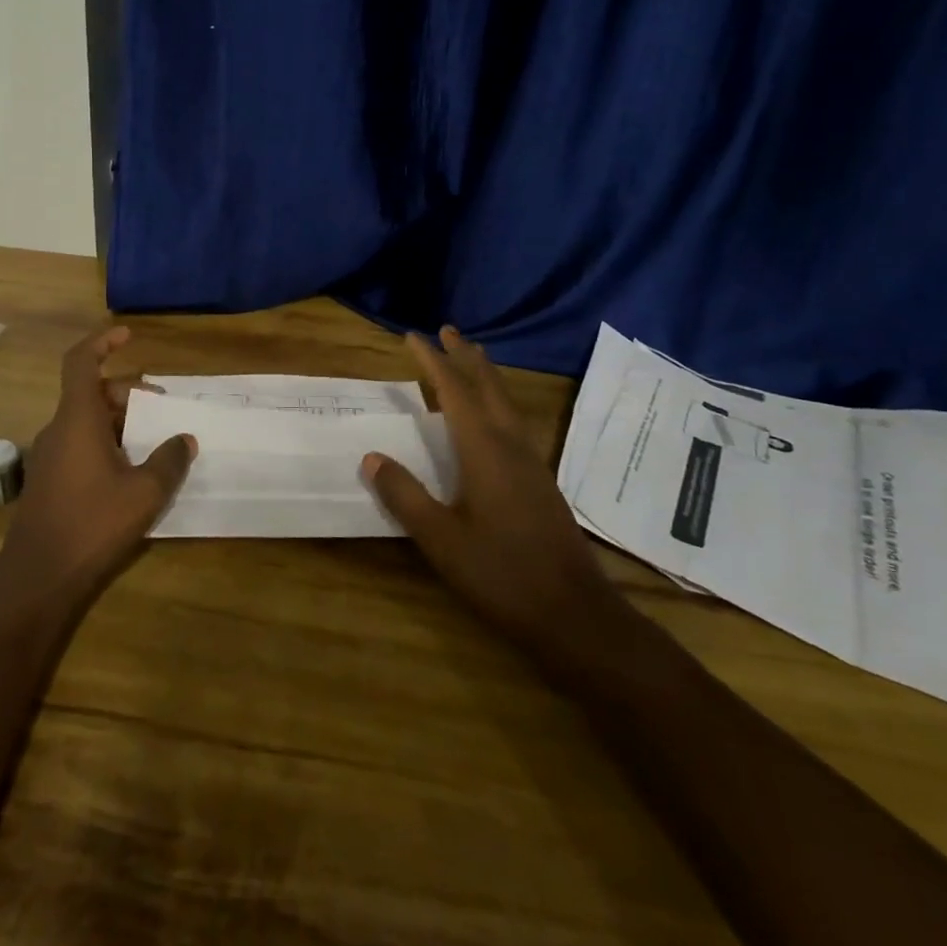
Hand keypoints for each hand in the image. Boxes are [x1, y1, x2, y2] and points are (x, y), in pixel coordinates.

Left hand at [0, 326, 194, 599]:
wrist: (37, 579)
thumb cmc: (92, 524)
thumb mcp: (144, 492)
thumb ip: (168, 460)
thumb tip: (185, 439)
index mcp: (77, 419)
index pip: (81, 362)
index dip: (102, 342)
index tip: (128, 334)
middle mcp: (59, 429)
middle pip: (93, 393)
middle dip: (129, 393)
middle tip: (163, 407)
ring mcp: (51, 456)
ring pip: (88, 421)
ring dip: (121, 421)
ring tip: (155, 439)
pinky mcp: (51, 481)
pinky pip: (81, 444)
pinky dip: (108, 442)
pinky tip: (133, 470)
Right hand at [363, 327, 615, 651]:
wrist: (574, 614)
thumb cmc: (501, 573)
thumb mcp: (440, 539)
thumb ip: (405, 496)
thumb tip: (372, 457)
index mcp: (484, 450)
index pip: (454, 391)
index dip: (432, 361)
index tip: (412, 336)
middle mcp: (511, 445)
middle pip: (488, 386)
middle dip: (465, 356)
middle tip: (448, 330)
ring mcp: (531, 462)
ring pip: (506, 403)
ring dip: (485, 375)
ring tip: (471, 358)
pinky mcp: (541, 481)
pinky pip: (514, 422)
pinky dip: (496, 401)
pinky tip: (492, 417)